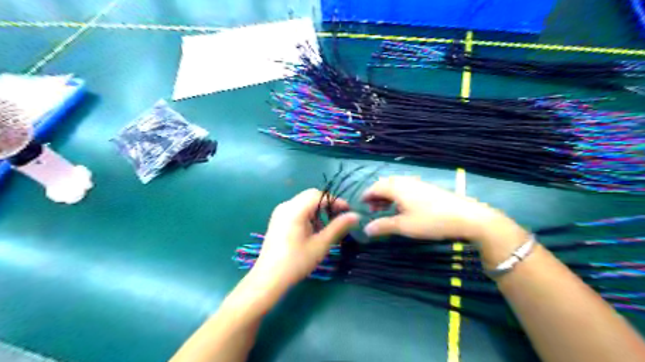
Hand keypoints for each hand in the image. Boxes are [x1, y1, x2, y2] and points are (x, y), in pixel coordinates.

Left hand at [251, 190, 359, 291]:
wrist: (269, 278)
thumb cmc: (296, 261)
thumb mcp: (321, 244)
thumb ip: (338, 227)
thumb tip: (355, 215)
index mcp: (295, 209)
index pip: (319, 195)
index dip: (336, 201)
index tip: (348, 212)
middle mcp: (286, 206)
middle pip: (311, 196)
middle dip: (327, 205)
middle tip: (340, 218)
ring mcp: (280, 213)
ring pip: (304, 203)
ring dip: (318, 211)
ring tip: (327, 227)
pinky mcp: (277, 220)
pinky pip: (297, 210)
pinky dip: (308, 216)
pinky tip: (313, 231)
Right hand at [363, 175, 516, 242]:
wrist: (466, 216)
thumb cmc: (430, 220)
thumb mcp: (404, 226)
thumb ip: (383, 226)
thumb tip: (365, 229)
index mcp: (397, 187)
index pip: (375, 187)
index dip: (366, 196)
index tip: (360, 205)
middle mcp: (405, 181)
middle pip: (384, 185)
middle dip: (375, 196)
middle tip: (371, 210)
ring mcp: (417, 184)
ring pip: (395, 186)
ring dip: (386, 196)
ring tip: (384, 209)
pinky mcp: (427, 189)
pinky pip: (405, 189)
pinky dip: (397, 196)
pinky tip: (401, 208)